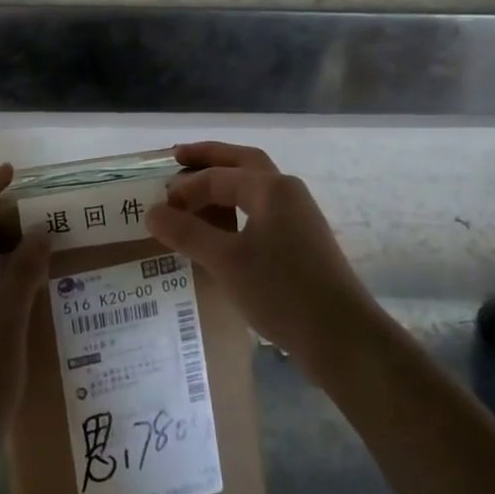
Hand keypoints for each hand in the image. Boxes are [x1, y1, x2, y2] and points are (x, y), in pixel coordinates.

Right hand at [147, 141, 381, 378]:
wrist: (342, 336)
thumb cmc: (282, 291)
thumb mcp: (226, 261)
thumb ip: (187, 233)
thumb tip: (152, 212)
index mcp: (270, 188)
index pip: (217, 176)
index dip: (184, 189)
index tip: (156, 208)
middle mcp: (287, 191)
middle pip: (242, 161)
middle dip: (209, 158)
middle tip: (176, 157)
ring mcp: (298, 216)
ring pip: (254, 186)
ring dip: (224, 182)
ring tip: (194, 192)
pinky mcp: (302, 241)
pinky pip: (261, 210)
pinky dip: (237, 208)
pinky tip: (222, 229)